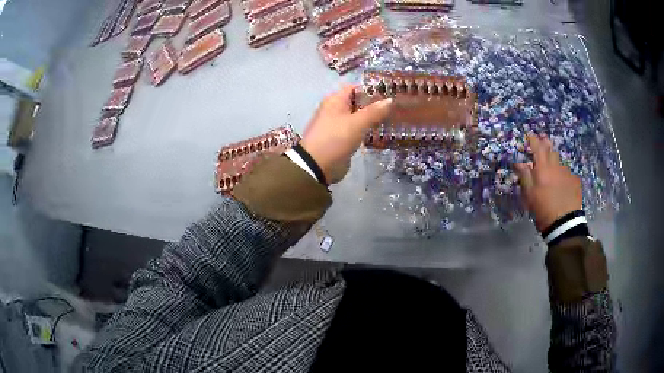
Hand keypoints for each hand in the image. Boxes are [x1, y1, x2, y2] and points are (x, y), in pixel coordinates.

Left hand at [300, 84, 391, 183]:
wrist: (317, 165)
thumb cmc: (336, 138)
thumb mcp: (357, 123)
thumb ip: (375, 111)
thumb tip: (390, 100)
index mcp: (335, 100)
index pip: (356, 88)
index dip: (373, 90)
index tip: (390, 94)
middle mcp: (335, 109)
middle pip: (358, 102)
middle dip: (375, 105)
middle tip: (395, 109)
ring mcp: (337, 125)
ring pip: (358, 117)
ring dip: (372, 119)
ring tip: (393, 120)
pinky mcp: (340, 139)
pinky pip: (356, 130)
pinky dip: (367, 130)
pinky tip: (381, 133)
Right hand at [514, 133, 582, 231]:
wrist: (565, 223)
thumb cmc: (543, 209)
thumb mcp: (529, 195)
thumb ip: (524, 176)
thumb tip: (518, 162)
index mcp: (543, 168)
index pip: (537, 147)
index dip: (532, 139)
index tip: (528, 135)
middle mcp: (556, 166)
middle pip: (550, 149)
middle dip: (545, 143)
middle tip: (542, 140)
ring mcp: (567, 172)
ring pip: (559, 161)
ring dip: (554, 159)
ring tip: (551, 164)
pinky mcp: (575, 181)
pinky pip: (567, 172)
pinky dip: (562, 173)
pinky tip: (561, 182)